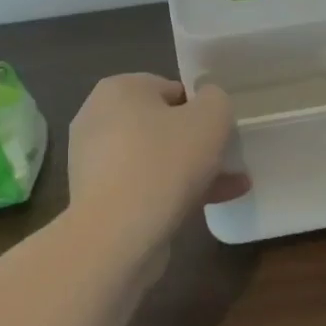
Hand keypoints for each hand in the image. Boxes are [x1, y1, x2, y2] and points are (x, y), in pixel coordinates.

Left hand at [67, 75, 249, 248]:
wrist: (116, 236)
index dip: (201, 108)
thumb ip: (216, 100)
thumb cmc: (164, 162)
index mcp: (118, 89)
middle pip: (161, 125)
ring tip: (231, 185)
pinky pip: (143, 186)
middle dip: (197, 142)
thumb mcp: (211, 117)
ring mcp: (94, 161)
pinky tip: (209, 206)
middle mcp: (98, 118)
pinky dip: (172, 192)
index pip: (170, 89)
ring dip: (191, 170)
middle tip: (226, 158)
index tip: (221, 131)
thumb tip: (207, 103)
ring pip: (155, 159)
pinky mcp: (97, 199)